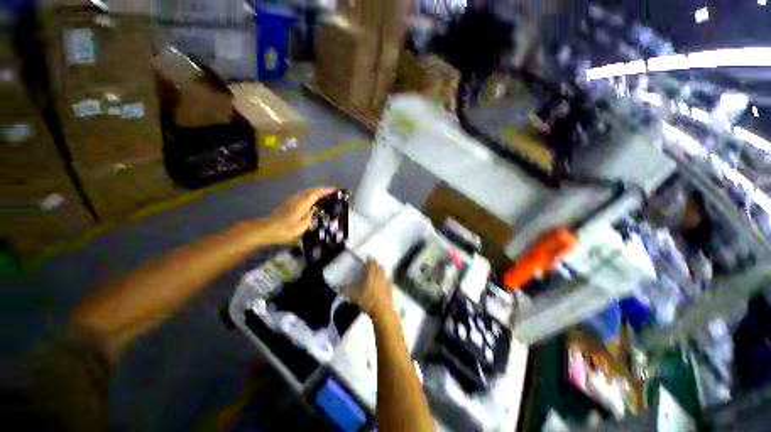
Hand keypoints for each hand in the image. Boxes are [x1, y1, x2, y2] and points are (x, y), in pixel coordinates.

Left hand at [255, 187, 335, 244]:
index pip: (317, 193)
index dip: (326, 191)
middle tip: (332, 193)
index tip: (336, 190)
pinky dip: (310, 196)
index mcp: (304, 202)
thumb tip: (316, 212)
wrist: (268, 229)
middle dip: (322, 190)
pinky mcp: (289, 203)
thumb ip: (311, 217)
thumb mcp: (303, 226)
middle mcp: (298, 198)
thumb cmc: (287, 229)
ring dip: (316, 192)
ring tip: (325, 197)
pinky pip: (303, 196)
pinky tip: (313, 202)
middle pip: (312, 190)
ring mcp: (293, 199)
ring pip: (307, 192)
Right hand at [346, 262, 393, 321]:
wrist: (383, 311)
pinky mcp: (391, 287)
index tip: (366, 264)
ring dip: (381, 271)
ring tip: (377, 274)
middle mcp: (379, 275)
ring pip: (384, 272)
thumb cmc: (368, 301)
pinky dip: (386, 279)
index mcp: (371, 275)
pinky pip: (388, 280)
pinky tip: (383, 283)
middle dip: (375, 266)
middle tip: (371, 268)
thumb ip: (347, 292)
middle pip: (378, 266)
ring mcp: (386, 281)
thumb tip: (339, 288)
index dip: (369, 263)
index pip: (371, 264)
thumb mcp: (355, 297)